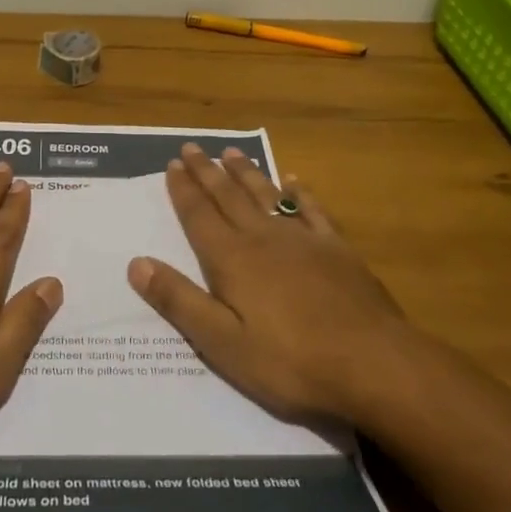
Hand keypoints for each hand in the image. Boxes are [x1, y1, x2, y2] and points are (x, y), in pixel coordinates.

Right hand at [128, 144, 411, 427]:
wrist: (374, 363)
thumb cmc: (291, 362)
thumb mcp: (223, 344)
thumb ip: (179, 301)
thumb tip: (137, 263)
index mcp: (233, 260)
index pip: (199, 216)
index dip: (183, 190)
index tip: (172, 165)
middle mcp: (264, 238)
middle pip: (229, 197)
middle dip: (207, 172)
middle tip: (192, 147)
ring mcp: (304, 240)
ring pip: (267, 195)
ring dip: (246, 173)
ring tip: (231, 152)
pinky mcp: (337, 249)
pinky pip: (312, 210)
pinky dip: (300, 192)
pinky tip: (294, 180)